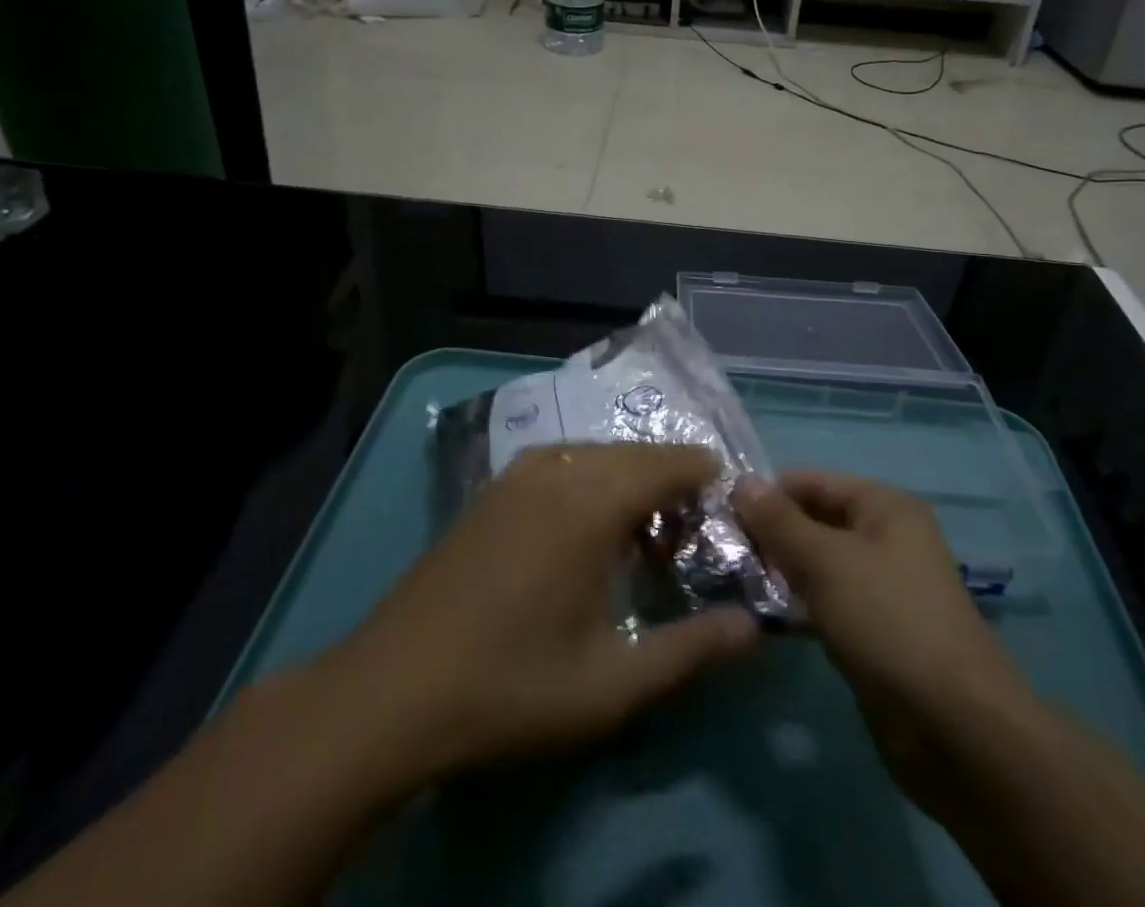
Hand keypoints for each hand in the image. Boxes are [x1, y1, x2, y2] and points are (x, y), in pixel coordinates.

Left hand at [311, 443, 760, 787]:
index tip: (729, 506)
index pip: (668, 461)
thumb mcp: (612, 684)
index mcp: (590, 501)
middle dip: (670, 481)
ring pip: (594, 454)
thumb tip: (754, 628)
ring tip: (641, 533)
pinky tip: (582, 528)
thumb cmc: (510, 686)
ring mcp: (516, 476)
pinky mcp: (489, 492)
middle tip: (689, 534)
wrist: (390, 692)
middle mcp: (556, 469)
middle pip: (633, 453)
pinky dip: (589, 480)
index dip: (705, 476)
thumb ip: (690, 650)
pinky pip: (558, 463)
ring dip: (627, 480)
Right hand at [733, 471, 1033, 818]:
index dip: (767, 493)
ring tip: (729, 580)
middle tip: (717, 550)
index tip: (718, 512)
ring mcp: (880, 587)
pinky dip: (796, 605)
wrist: (955, 729)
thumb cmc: (888, 620)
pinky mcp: (873, 631)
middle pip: (814, 521)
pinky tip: (759, 615)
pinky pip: (825, 603)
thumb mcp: (826, 561)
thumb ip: (779, 521)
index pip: (813, 482)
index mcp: (884, 507)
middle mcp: (885, 538)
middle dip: (769, 533)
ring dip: (778, 570)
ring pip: (817, 565)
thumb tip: (740, 481)